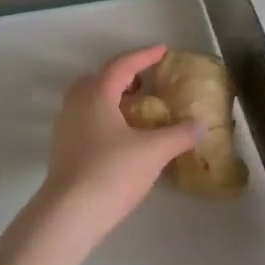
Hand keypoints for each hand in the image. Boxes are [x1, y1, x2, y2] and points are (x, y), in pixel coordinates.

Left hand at [41, 45, 200, 243]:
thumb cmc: (112, 172)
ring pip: (90, 101)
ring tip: (137, 108)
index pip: (122, 66)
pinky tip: (122, 136)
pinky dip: (105, 118)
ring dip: (113, 98)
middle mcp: (76, 104)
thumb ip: (179, 134)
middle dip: (124, 76)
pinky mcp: (63, 150)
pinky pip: (86, 120)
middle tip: (146, 81)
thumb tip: (201, 126)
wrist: (70, 213)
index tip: (163, 51)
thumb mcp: (154, 152)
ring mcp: (65, 127)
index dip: (144, 56)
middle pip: (99, 79)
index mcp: (96, 94)